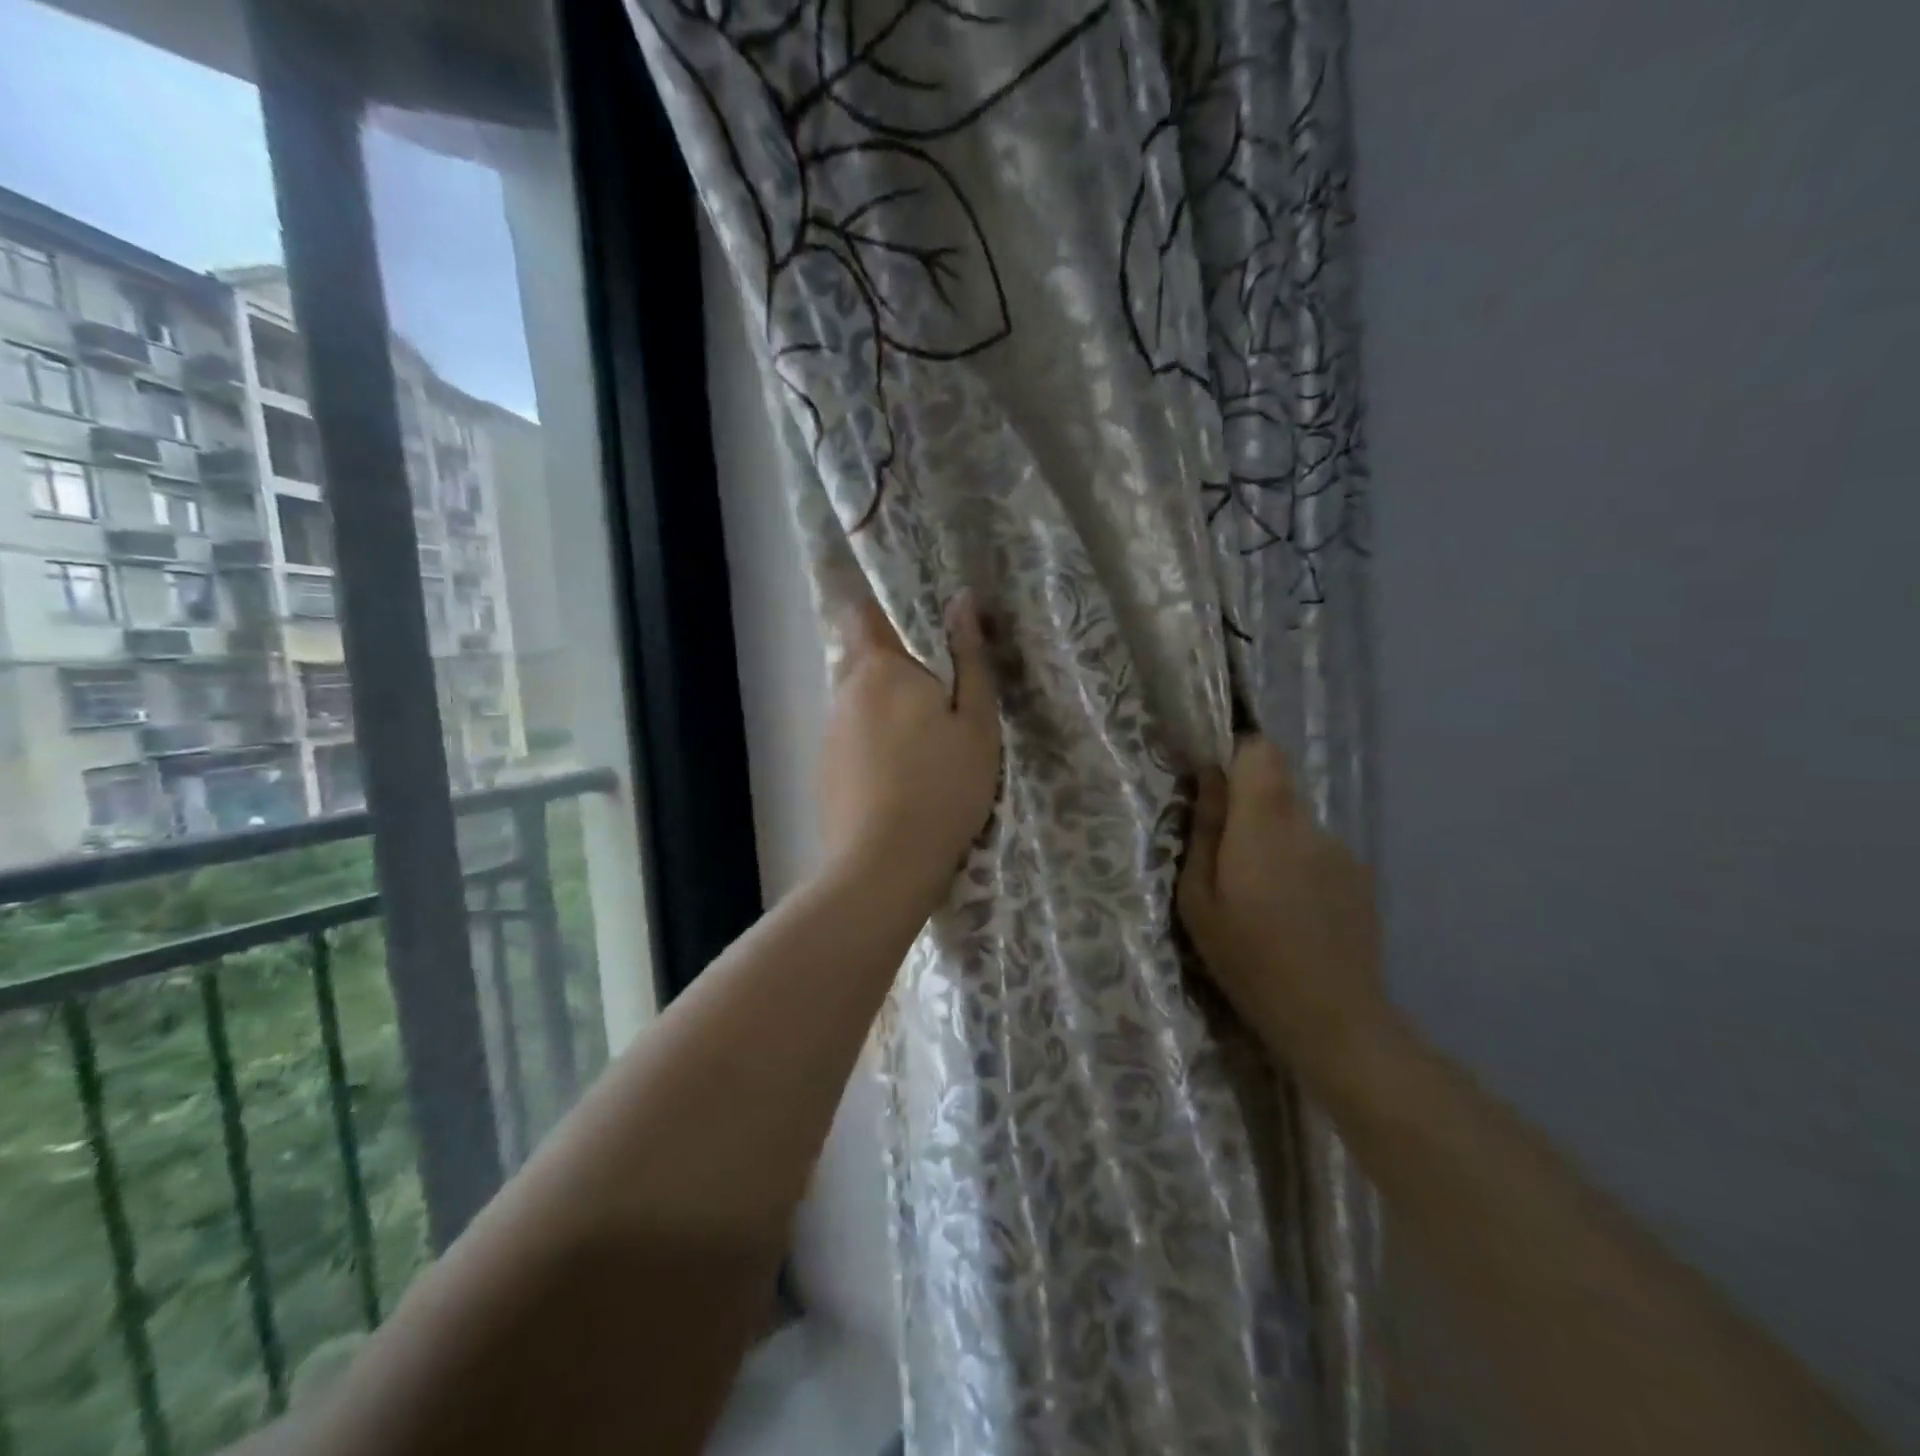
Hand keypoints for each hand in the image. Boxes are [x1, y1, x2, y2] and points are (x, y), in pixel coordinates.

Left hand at [818, 591, 999, 903]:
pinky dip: (873, 745)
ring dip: (884, 709)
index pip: (861, 614)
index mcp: (880, 669)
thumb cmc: (943, 786)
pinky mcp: (825, 773)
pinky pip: (851, 740)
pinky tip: (900, 779)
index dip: (878, 606)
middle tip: (938, 695)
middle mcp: (844, 693)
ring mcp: (829, 735)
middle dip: (894, 667)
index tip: (912, 619)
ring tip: (924, 745)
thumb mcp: (976, 722)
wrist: (885, 866)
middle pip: (861, 661)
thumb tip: (962, 600)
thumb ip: (970, 659)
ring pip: (857, 704)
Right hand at [1178, 738, 1387, 1076]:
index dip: (1236, 756)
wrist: (1332, 1017)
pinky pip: (1316, 850)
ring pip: (1295, 821)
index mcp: (1264, 825)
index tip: (1213, 786)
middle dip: (1247, 807)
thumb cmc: (1247, 958)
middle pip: (1276, 786)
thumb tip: (1208, 777)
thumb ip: (1204, 830)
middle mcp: (1308, 825)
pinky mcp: (1359, 875)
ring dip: (1272, 841)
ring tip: (1261, 898)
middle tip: (1226, 859)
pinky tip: (1294, 914)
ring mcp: (1341, 850)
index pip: (1260, 751)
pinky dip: (1298, 866)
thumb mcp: (1198, 900)